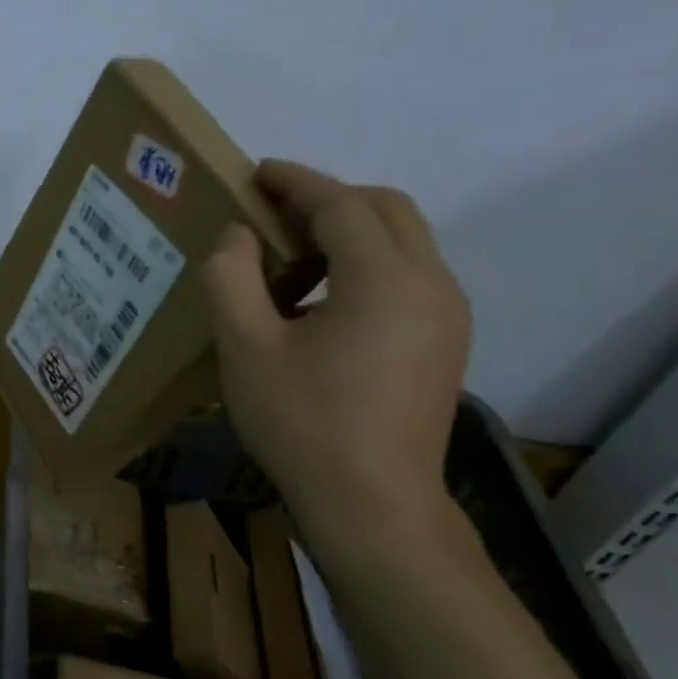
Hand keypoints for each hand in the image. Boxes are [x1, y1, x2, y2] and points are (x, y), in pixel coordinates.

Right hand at [200, 161, 469, 529]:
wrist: (373, 506)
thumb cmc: (302, 423)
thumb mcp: (245, 348)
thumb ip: (230, 278)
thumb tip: (237, 235)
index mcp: (384, 279)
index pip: (342, 204)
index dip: (296, 181)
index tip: (256, 172)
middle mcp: (431, 284)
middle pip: (387, 210)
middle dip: (329, 199)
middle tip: (273, 215)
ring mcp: (447, 316)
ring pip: (403, 242)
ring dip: (348, 233)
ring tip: (289, 261)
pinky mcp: (445, 344)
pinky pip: (408, 278)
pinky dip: (365, 266)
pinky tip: (320, 306)